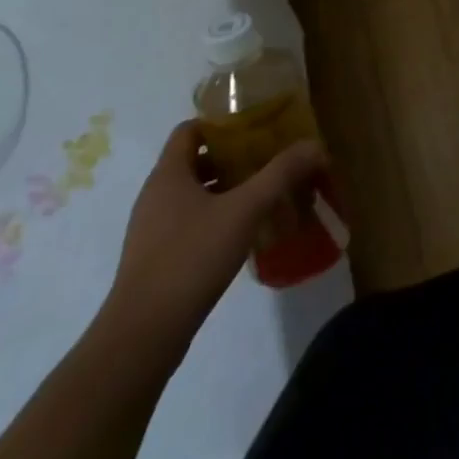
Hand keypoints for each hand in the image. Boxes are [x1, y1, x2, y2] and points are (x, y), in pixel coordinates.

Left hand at [99, 121, 325, 350]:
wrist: (143, 335)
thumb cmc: (191, 258)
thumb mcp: (245, 210)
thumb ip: (281, 174)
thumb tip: (315, 145)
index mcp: (168, 174)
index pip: (190, 129)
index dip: (221, 123)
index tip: (255, 128)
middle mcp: (155, 195)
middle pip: (195, 160)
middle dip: (232, 157)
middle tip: (268, 160)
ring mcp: (152, 229)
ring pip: (193, 194)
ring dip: (226, 189)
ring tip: (263, 194)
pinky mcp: (156, 258)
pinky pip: (189, 222)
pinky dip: (215, 217)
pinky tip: (243, 233)